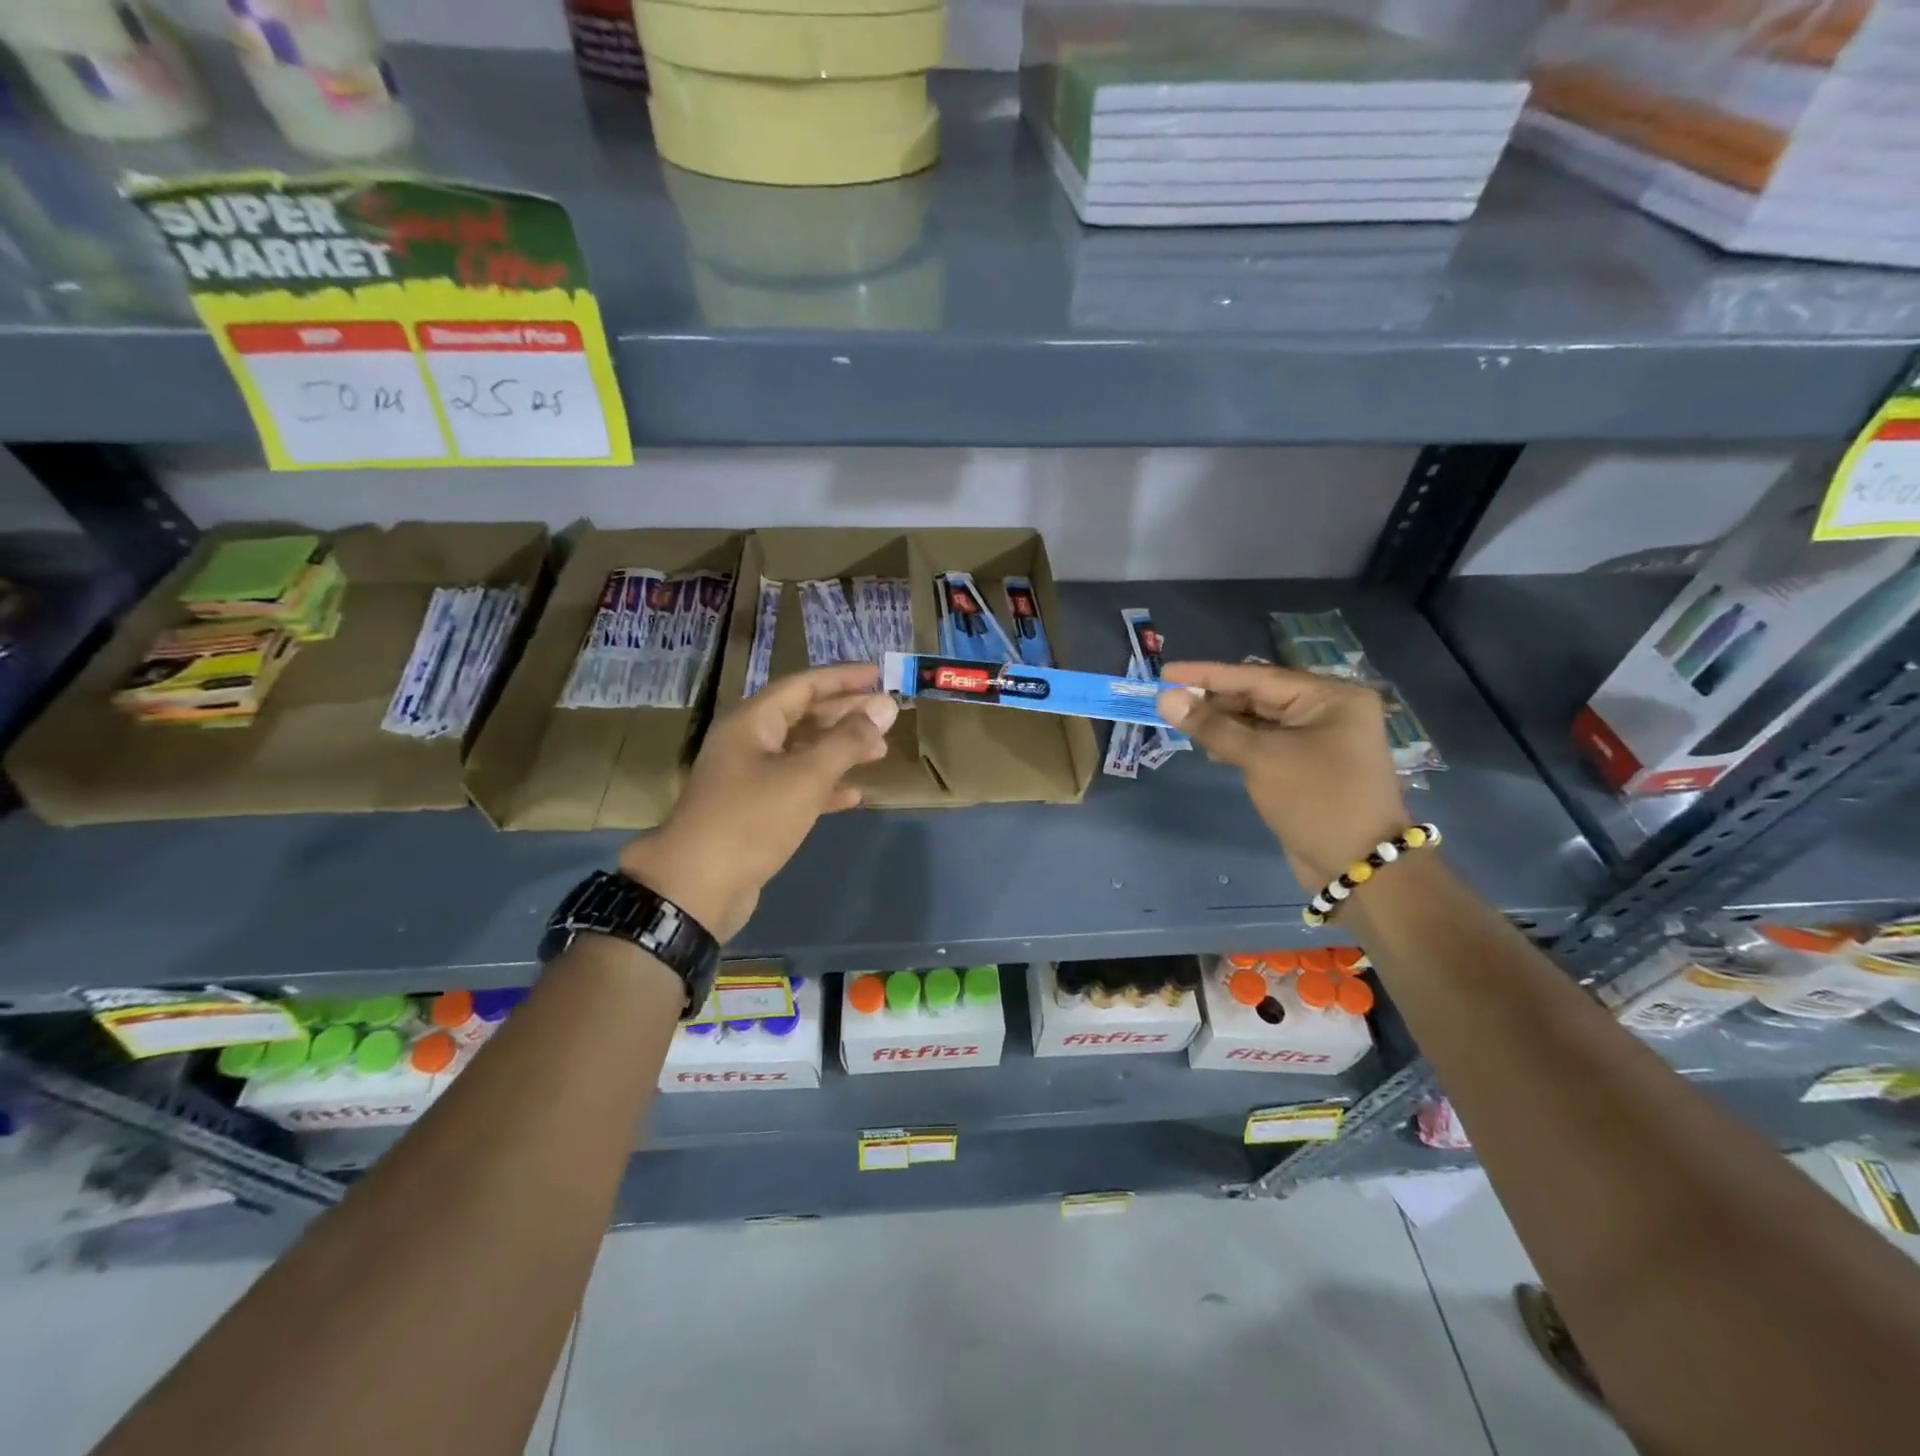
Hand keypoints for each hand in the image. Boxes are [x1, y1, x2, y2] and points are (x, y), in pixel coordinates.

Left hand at [620, 664, 895, 940]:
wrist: (698, 888)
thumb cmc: (752, 819)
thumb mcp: (805, 776)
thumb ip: (848, 740)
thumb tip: (886, 706)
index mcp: (753, 722)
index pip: (804, 685)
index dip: (843, 678)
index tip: (880, 675)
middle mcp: (749, 742)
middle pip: (804, 716)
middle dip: (846, 715)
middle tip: (887, 717)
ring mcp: (749, 778)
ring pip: (803, 752)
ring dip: (840, 750)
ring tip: (880, 752)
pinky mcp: (755, 811)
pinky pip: (796, 787)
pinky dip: (825, 787)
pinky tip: (853, 795)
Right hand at [1158, 661, 1409, 889]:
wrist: (1358, 866)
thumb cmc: (1315, 800)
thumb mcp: (1261, 758)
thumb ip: (1212, 726)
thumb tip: (1165, 699)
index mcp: (1330, 697)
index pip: (1257, 677)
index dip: (1208, 675)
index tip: (1166, 672)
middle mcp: (1327, 711)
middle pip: (1258, 697)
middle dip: (1214, 700)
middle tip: (1167, 700)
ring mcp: (1319, 739)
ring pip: (1259, 721)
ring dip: (1222, 723)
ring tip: (1181, 722)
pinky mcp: (1307, 765)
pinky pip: (1265, 743)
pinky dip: (1237, 743)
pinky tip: (1210, 748)